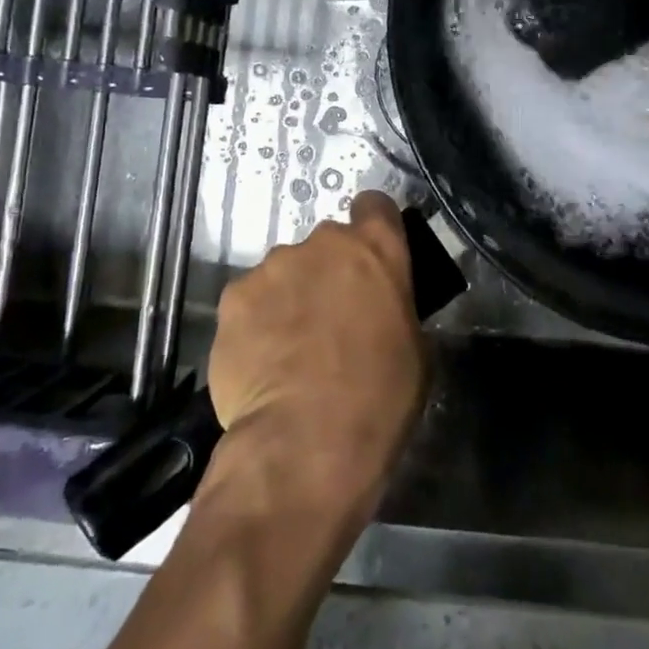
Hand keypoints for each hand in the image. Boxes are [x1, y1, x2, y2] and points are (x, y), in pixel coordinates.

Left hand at [207, 191, 426, 514]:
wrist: (306, 442)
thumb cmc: (380, 396)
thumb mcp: (416, 349)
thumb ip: (394, 309)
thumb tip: (379, 311)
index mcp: (376, 248)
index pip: (376, 206)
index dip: (374, 227)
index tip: (371, 259)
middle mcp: (322, 243)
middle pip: (326, 244)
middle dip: (329, 272)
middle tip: (331, 319)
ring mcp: (272, 267)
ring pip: (284, 272)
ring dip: (290, 297)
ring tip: (289, 349)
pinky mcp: (232, 298)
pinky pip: (249, 302)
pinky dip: (256, 323)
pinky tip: (260, 363)